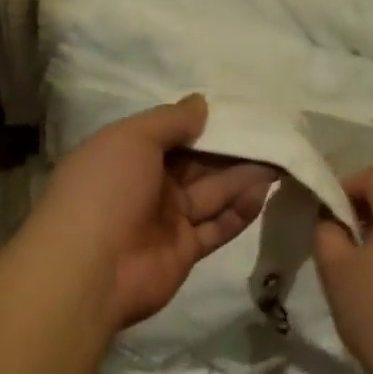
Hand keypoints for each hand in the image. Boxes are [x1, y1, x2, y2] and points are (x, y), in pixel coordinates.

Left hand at [27, 95, 277, 329]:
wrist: (92, 269)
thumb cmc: (105, 191)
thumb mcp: (131, 139)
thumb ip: (169, 121)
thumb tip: (201, 104)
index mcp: (126, 156)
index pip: (171, 136)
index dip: (203, 125)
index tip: (239, 111)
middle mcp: (147, 187)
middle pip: (197, 165)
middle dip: (231, 150)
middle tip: (272, 134)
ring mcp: (166, 221)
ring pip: (211, 194)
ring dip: (243, 177)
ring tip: (280, 158)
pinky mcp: (185, 251)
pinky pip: (217, 227)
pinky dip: (239, 211)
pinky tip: (264, 191)